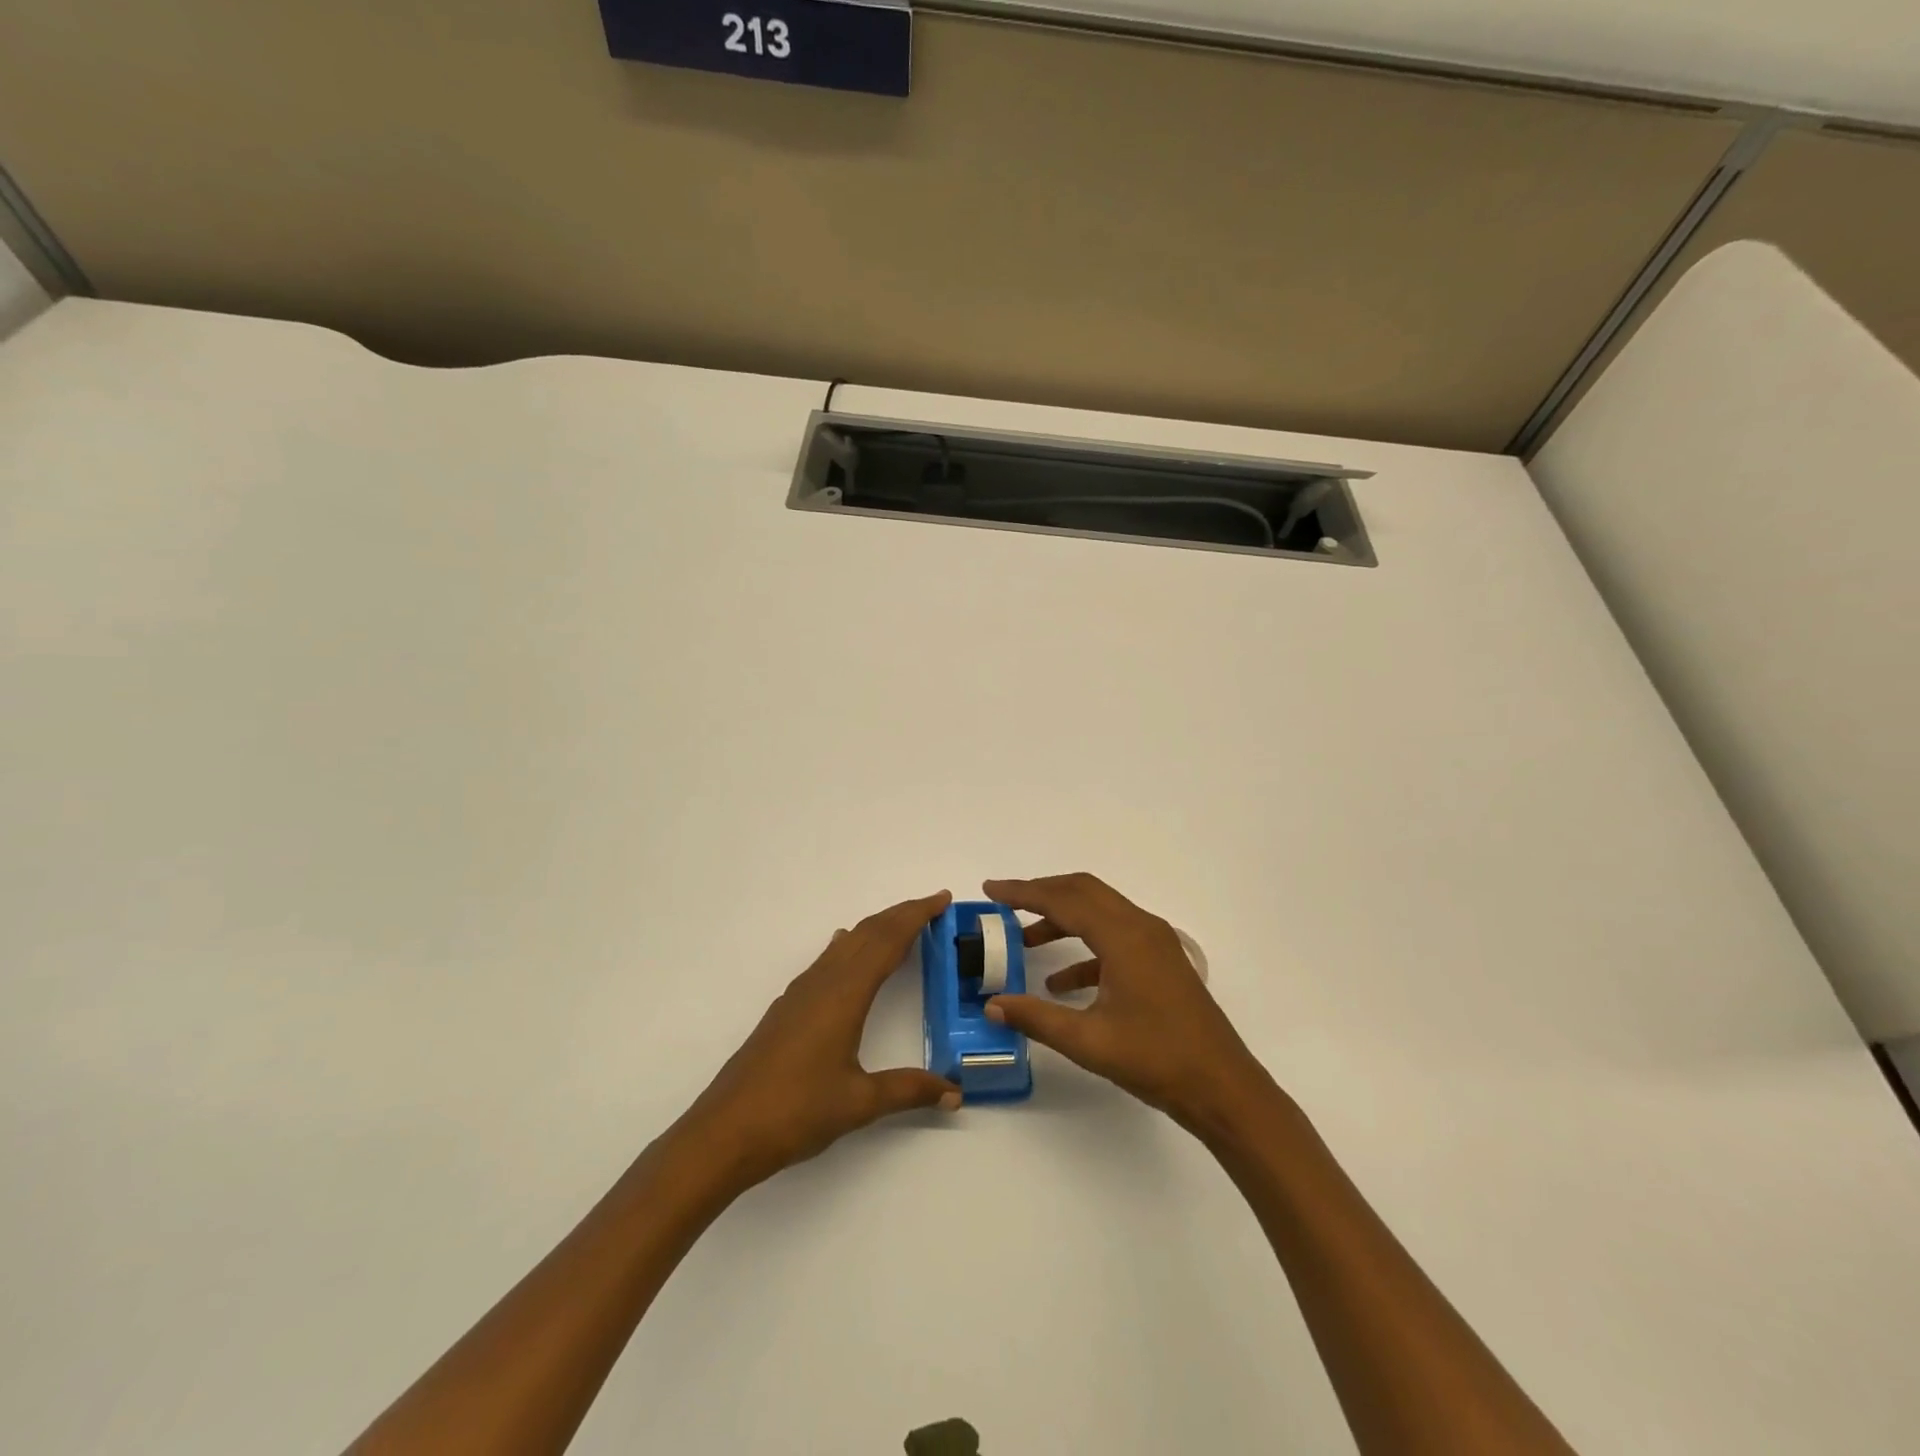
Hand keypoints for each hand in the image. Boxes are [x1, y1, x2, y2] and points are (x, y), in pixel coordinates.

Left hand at [672, 891, 961, 1192]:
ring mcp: (801, 994)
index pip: (887, 941)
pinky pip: (827, 961)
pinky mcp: (787, 1008)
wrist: (725, 1132)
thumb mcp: (859, 1103)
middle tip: (933, 907)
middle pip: (867, 933)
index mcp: (844, 995)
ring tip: (901, 927)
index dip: (916, 916)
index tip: (941, 898)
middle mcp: (822, 983)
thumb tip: (955, 1092)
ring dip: (876, 929)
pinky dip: (850, 947)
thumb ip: (909, 1090)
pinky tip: (845, 952)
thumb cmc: (794, 1112)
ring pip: (845, 945)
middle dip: (901, 915)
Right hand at [983, 874, 1273, 1131]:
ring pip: (1099, 913)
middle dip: (1042, 893)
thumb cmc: (1156, 1060)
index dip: (1023, 892)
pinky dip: (1084, 949)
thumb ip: (1036, 1018)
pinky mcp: (1161, 962)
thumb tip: (992, 1005)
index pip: (1064, 899)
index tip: (991, 889)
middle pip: (1083, 892)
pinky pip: (1114, 939)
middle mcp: (1141, 927)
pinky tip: (1061, 982)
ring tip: (1024, 941)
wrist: (1223, 1088)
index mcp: (1124, 936)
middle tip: (1005, 903)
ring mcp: (1155, 943)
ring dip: (1062, 920)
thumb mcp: (1089, 1041)